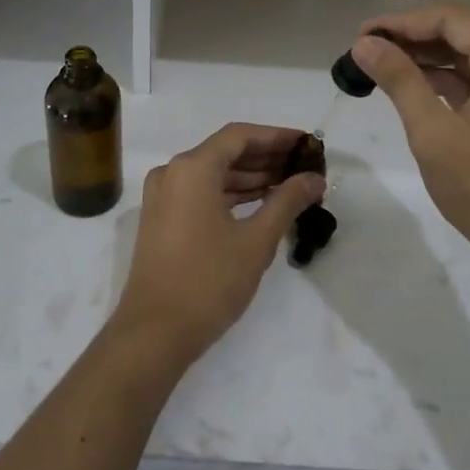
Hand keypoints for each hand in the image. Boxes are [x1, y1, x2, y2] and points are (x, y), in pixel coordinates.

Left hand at [111, 124, 325, 367]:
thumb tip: (315, 179)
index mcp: (192, 168)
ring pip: (214, 173)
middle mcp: (173, 172)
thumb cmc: (208, 281)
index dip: (277, 137)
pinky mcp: (162, 218)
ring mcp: (164, 196)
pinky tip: (262, 203)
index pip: (240, 136)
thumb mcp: (256, 241)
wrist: (154, 334)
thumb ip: (287, 202)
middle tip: (305, 166)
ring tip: (291, 185)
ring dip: (251, 177)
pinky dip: (231, 194)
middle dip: (267, 157)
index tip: (307, 144)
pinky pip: (202, 193)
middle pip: (226, 152)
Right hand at [351, 4, 469, 282]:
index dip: (404, 21)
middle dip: (413, 36)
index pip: (454, 19)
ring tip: (380, 66)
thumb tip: (365, 44)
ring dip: (426, 58)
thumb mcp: (433, 132)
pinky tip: (411, 88)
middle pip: (463, 33)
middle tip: (366, 49)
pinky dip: (444, 80)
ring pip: (469, 58)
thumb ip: (400, 80)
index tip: (363, 35)